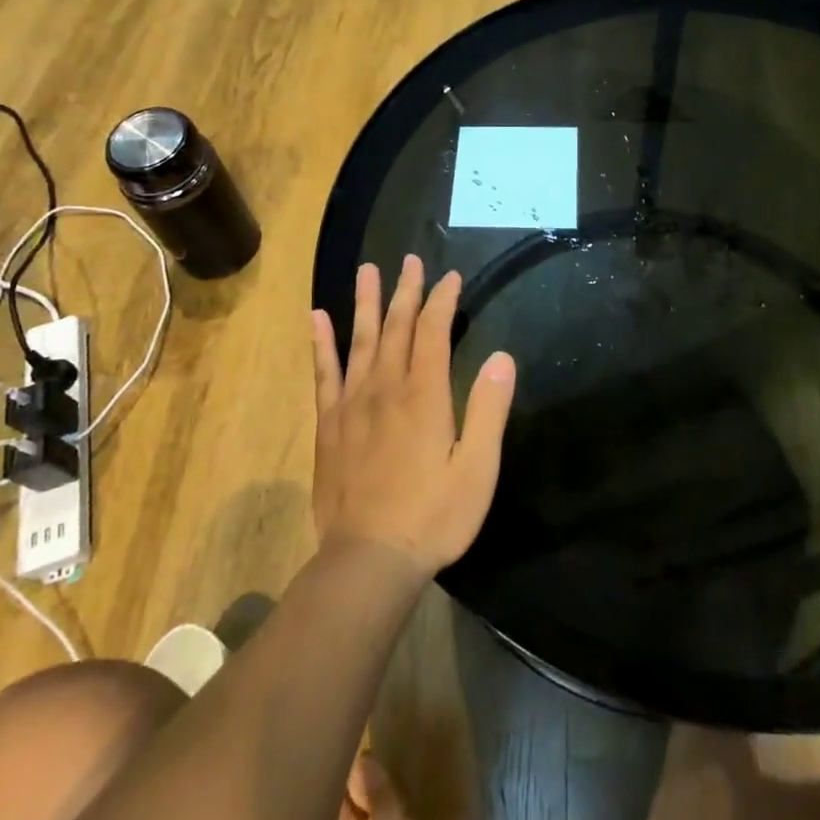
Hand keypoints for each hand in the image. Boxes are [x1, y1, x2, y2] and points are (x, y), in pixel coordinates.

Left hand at [310, 256, 516, 577]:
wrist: (368, 559)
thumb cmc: (433, 516)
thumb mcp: (477, 470)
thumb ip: (489, 410)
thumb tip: (503, 358)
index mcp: (424, 395)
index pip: (432, 332)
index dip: (442, 301)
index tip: (450, 278)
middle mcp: (386, 388)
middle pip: (396, 327)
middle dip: (406, 291)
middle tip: (410, 260)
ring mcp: (352, 404)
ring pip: (360, 340)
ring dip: (366, 303)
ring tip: (367, 270)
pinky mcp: (330, 424)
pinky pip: (324, 373)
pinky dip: (321, 343)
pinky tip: (317, 319)